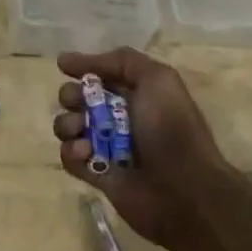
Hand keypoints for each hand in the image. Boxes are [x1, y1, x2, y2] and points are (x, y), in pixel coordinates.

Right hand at [52, 48, 236, 248]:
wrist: (186, 190)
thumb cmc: (171, 129)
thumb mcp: (157, 79)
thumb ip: (120, 60)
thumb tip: (68, 60)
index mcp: (135, 93)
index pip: (99, 74)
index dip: (83, 68)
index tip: (65, 67)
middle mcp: (118, 117)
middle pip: (77, 98)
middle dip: (71, 96)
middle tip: (78, 103)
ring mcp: (106, 146)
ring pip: (68, 127)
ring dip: (67, 124)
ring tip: (80, 132)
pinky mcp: (97, 174)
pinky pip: (70, 157)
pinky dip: (72, 153)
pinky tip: (85, 154)